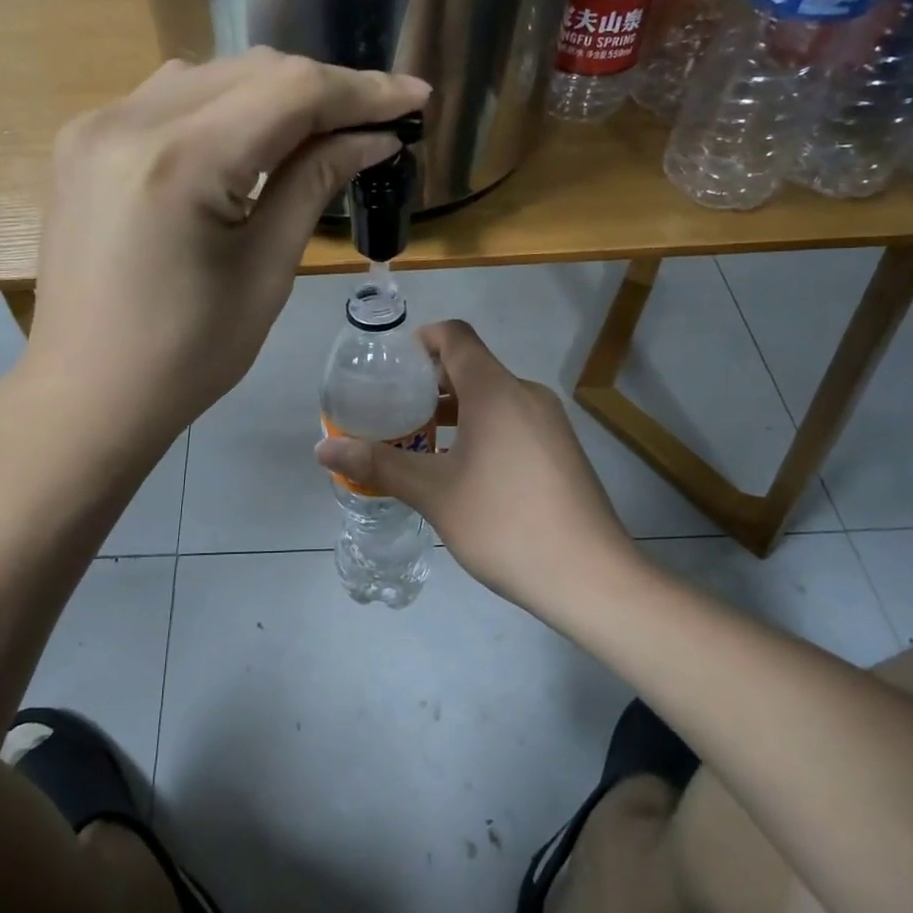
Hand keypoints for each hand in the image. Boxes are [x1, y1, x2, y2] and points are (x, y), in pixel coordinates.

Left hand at [27, 50, 429, 445]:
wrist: (86, 394)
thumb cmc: (187, 355)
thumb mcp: (266, 270)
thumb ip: (315, 182)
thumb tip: (374, 138)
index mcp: (180, 161)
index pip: (291, 91)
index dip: (363, 91)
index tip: (417, 99)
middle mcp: (129, 121)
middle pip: (252, 71)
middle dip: (324, 90)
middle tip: (376, 123)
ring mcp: (95, 126)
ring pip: (210, 75)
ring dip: (273, 93)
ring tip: (321, 130)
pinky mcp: (82, 142)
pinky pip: (168, 98)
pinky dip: (223, 107)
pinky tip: (250, 139)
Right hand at [314, 321, 632, 613]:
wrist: (590, 577)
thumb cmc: (504, 523)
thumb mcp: (433, 493)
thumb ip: (378, 463)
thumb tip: (322, 449)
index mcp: (495, 390)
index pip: (455, 336)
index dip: (420, 340)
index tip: (390, 367)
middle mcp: (525, 394)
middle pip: (472, 365)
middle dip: (430, 381)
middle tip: (393, 409)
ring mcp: (549, 422)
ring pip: (493, 396)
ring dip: (455, 409)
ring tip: (420, 440)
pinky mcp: (560, 449)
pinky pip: (512, 419)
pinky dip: (481, 427)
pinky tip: (462, 468)